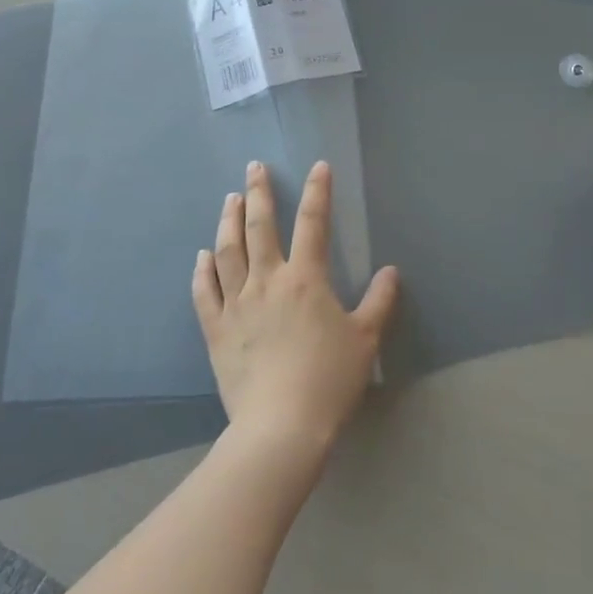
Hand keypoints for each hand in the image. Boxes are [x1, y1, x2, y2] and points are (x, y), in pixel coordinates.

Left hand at [193, 160, 399, 453]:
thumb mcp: (366, 340)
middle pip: (260, 227)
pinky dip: (202, 270)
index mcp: (306, 279)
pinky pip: (204, 292)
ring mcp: (236, 304)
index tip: (318, 166)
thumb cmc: (329, 380)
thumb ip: (379, 301)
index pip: (314, 223)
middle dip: (259, 193)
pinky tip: (202, 255)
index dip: (318, 192)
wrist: (281, 427)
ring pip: (227, 251)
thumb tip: (390, 271)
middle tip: (254, 167)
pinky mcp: (216, 329)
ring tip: (230, 199)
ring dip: (228, 221)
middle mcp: (267, 281)